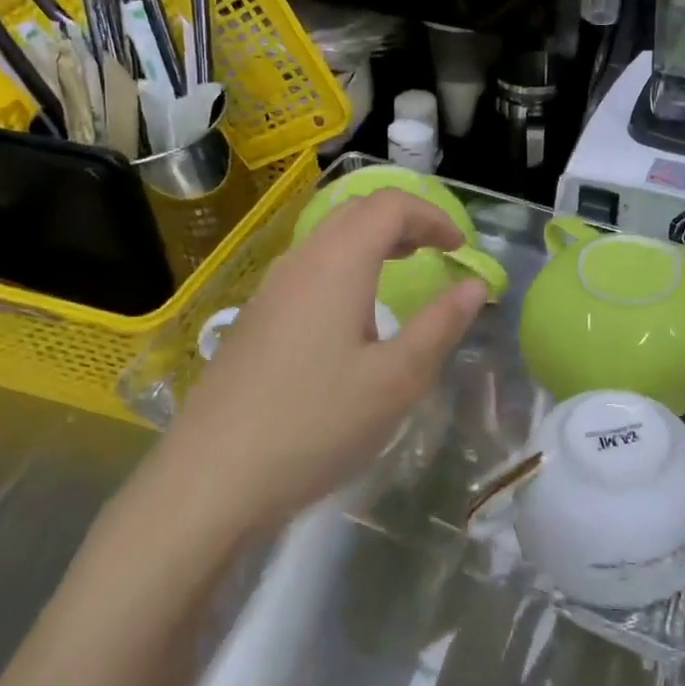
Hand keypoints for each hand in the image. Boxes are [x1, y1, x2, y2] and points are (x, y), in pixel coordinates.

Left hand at [146, 189, 487, 541]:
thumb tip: (474, 284)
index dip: (432, 215)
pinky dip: (345, 266)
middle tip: (435, 250)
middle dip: (403, 221)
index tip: (460, 248)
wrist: (210, 479)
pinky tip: (351, 316)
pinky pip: (308, 269)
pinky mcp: (254, 319)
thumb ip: (440, 325)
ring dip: (372, 242)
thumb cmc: (314, 424)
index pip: (389, 206)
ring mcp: (269, 290)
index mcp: (337, 264)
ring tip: (401, 272)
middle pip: (355, 212)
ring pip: (327, 239)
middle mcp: (300, 263)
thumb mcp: (396, 381)